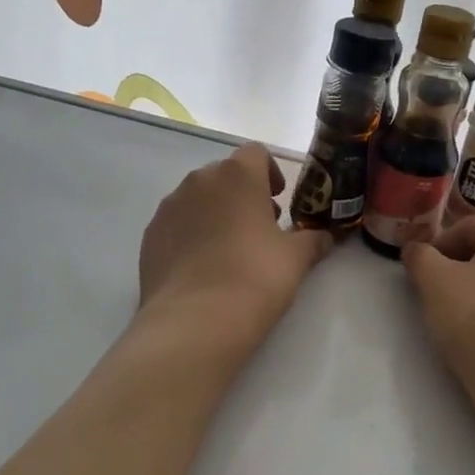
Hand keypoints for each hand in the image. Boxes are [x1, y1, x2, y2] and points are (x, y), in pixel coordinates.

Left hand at [138, 143, 330, 347]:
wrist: (195, 321)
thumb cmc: (255, 277)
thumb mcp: (295, 259)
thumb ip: (312, 240)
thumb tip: (324, 237)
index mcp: (237, 175)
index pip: (255, 153)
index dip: (270, 172)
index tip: (278, 199)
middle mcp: (199, 181)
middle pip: (224, 174)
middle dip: (242, 193)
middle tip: (259, 227)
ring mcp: (169, 207)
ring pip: (197, 198)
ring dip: (215, 212)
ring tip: (229, 249)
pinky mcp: (150, 235)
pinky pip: (176, 224)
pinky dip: (190, 234)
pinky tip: (202, 267)